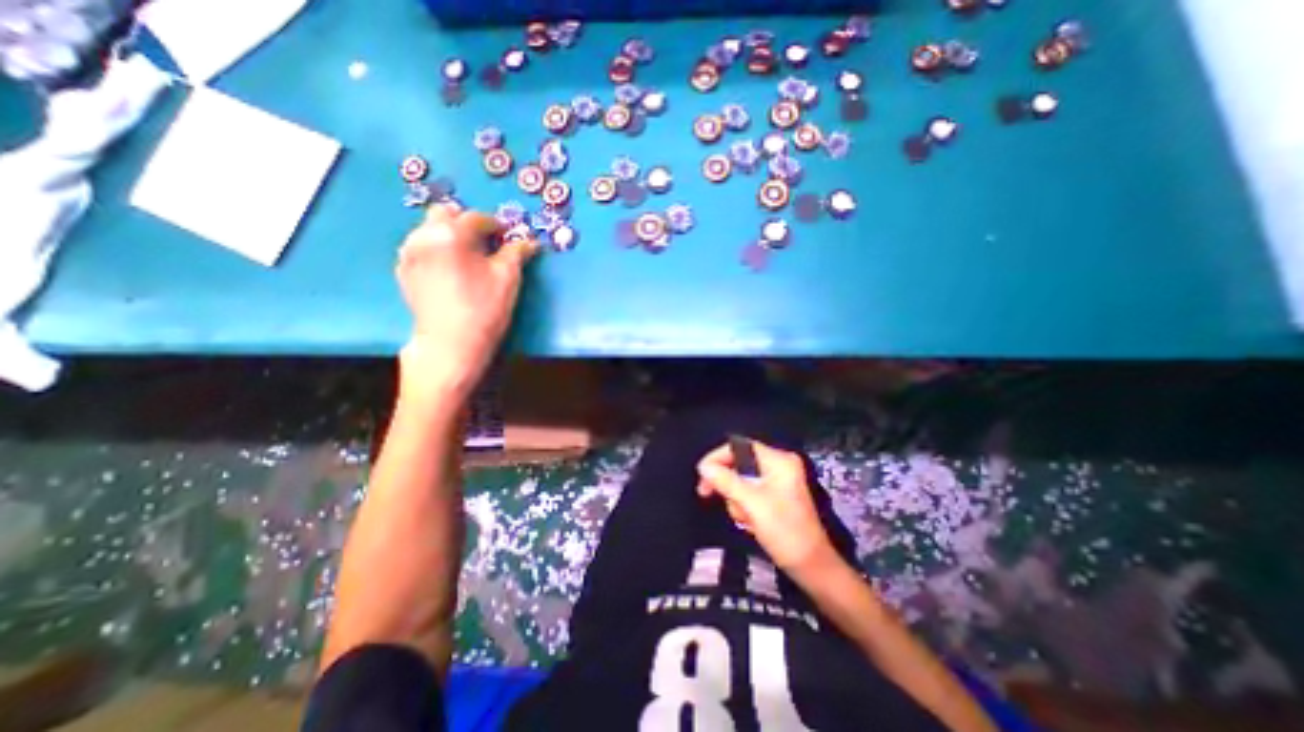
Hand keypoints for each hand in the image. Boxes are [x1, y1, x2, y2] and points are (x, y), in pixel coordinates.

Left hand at [397, 204, 540, 400]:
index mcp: (451, 233)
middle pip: (445, 214)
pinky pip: (421, 248)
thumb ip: (517, 252)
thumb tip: (529, 241)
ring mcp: (409, 253)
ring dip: (450, 234)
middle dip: (467, 223)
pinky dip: (437, 250)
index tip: (508, 236)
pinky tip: (450, 270)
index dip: (497, 225)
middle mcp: (423, 236)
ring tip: (468, 257)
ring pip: (430, 229)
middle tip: (485, 243)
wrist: (450, 343)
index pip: (477, 217)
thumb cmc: (484, 308)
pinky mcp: (404, 271)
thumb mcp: (507, 278)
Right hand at [699, 441, 841, 577]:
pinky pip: (748, 493)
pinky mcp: (774, 497)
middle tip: (706, 494)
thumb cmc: (785, 532)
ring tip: (746, 519)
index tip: (702, 474)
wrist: (812, 567)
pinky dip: (743, 507)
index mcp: (778, 461)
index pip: (740, 446)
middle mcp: (778, 466)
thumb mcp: (752, 504)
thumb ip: (726, 481)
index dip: (718, 457)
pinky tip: (750, 523)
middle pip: (738, 463)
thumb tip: (703, 466)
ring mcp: (776, 482)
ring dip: (736, 500)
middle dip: (727, 484)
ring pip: (740, 480)